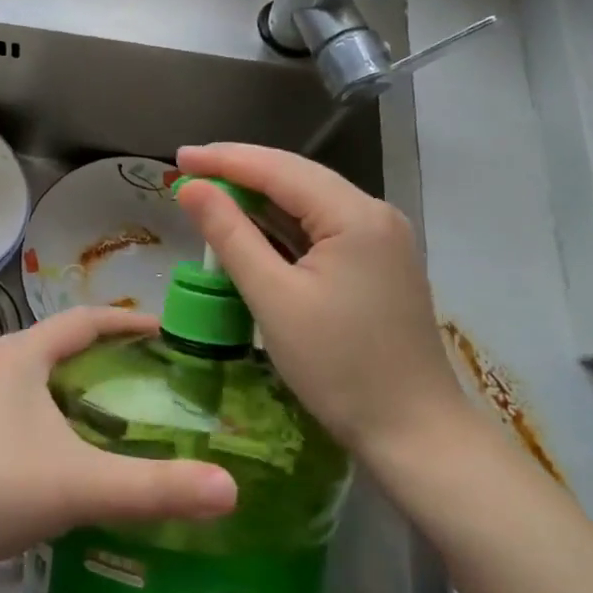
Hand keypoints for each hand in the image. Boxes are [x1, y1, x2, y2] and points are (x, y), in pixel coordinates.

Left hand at [0, 306, 237, 583]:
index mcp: (22, 354)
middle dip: (106, 359)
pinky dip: (50, 421)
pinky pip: (17, 411)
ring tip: (116, 422)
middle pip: (60, 348)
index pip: (85, 320)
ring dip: (76, 394)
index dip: (128, 321)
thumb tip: (231, 488)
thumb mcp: (78, 486)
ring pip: (36, 382)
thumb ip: (154, 488)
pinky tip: (63, 462)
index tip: (168, 331)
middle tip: (152, 383)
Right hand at [174, 143, 470, 471]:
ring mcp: (381, 239)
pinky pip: (321, 228)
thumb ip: (229, 235)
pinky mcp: (378, 263)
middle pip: (296, 177)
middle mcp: (374, 214)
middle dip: (240, 171)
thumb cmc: (339, 367)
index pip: (278, 169)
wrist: (415, 435)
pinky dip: (282, 225)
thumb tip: (191, 187)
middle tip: (188, 171)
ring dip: (260, 198)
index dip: (224, 159)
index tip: (178, 156)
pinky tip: (253, 227)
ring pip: (309, 201)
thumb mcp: (273, 298)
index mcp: (355, 215)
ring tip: (210, 192)